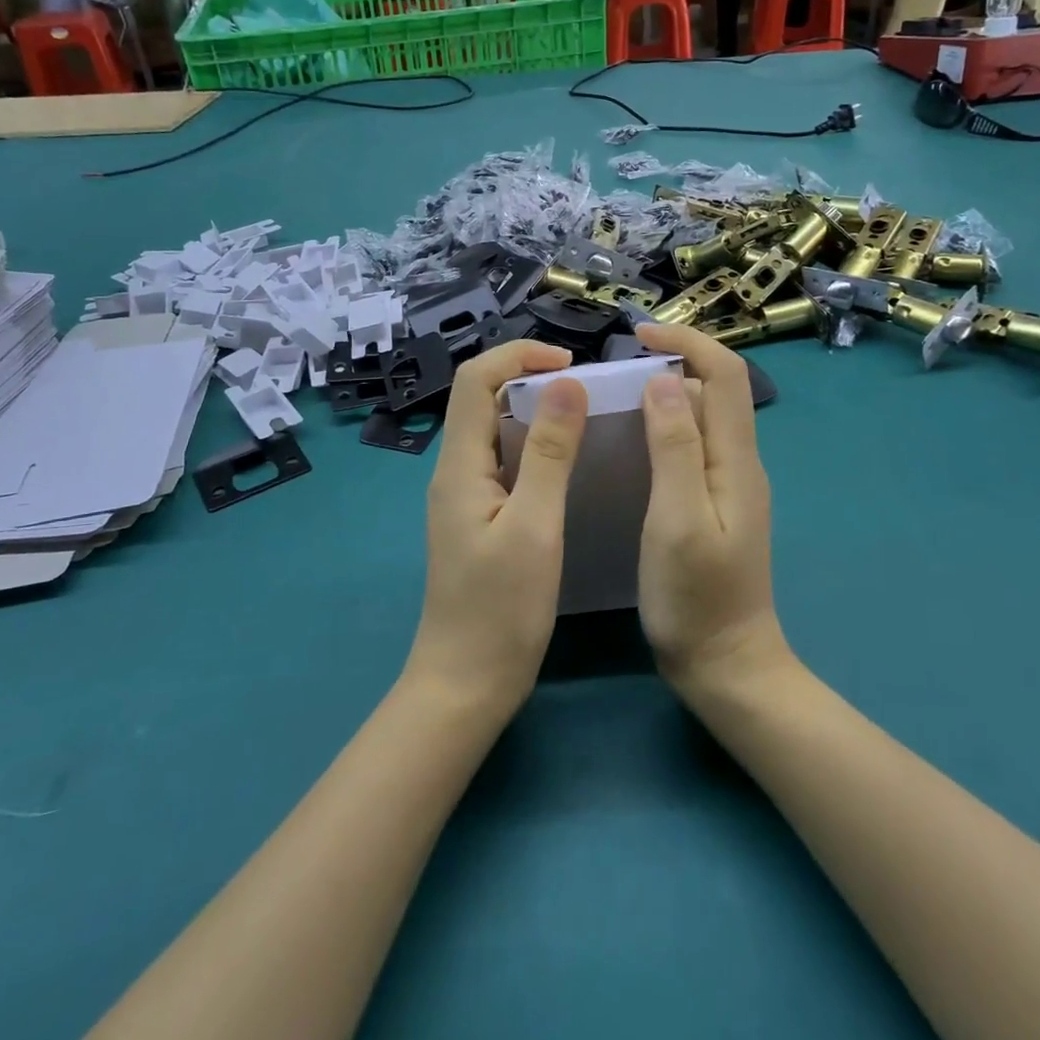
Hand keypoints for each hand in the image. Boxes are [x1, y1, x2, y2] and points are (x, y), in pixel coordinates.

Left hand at [407, 341, 587, 716]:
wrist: (466, 683)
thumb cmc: (501, 610)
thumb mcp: (534, 527)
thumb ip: (549, 453)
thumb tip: (566, 383)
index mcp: (459, 466)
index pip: (475, 380)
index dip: (518, 355)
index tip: (570, 364)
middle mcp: (455, 470)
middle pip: (481, 398)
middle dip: (528, 375)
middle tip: (584, 387)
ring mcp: (465, 494)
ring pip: (493, 428)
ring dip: (533, 409)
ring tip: (583, 413)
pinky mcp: (479, 516)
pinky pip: (502, 459)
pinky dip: (533, 444)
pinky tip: (567, 460)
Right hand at [634, 324, 789, 700]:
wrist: (727, 667)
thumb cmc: (696, 598)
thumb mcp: (678, 519)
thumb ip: (675, 448)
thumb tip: (667, 379)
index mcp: (736, 461)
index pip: (726, 376)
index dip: (688, 343)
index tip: (638, 335)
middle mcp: (739, 464)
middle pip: (715, 392)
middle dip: (673, 365)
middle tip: (615, 372)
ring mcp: (729, 486)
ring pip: (702, 420)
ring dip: (666, 397)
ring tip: (614, 401)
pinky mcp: (714, 506)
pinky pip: (692, 448)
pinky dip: (664, 430)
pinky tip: (631, 447)